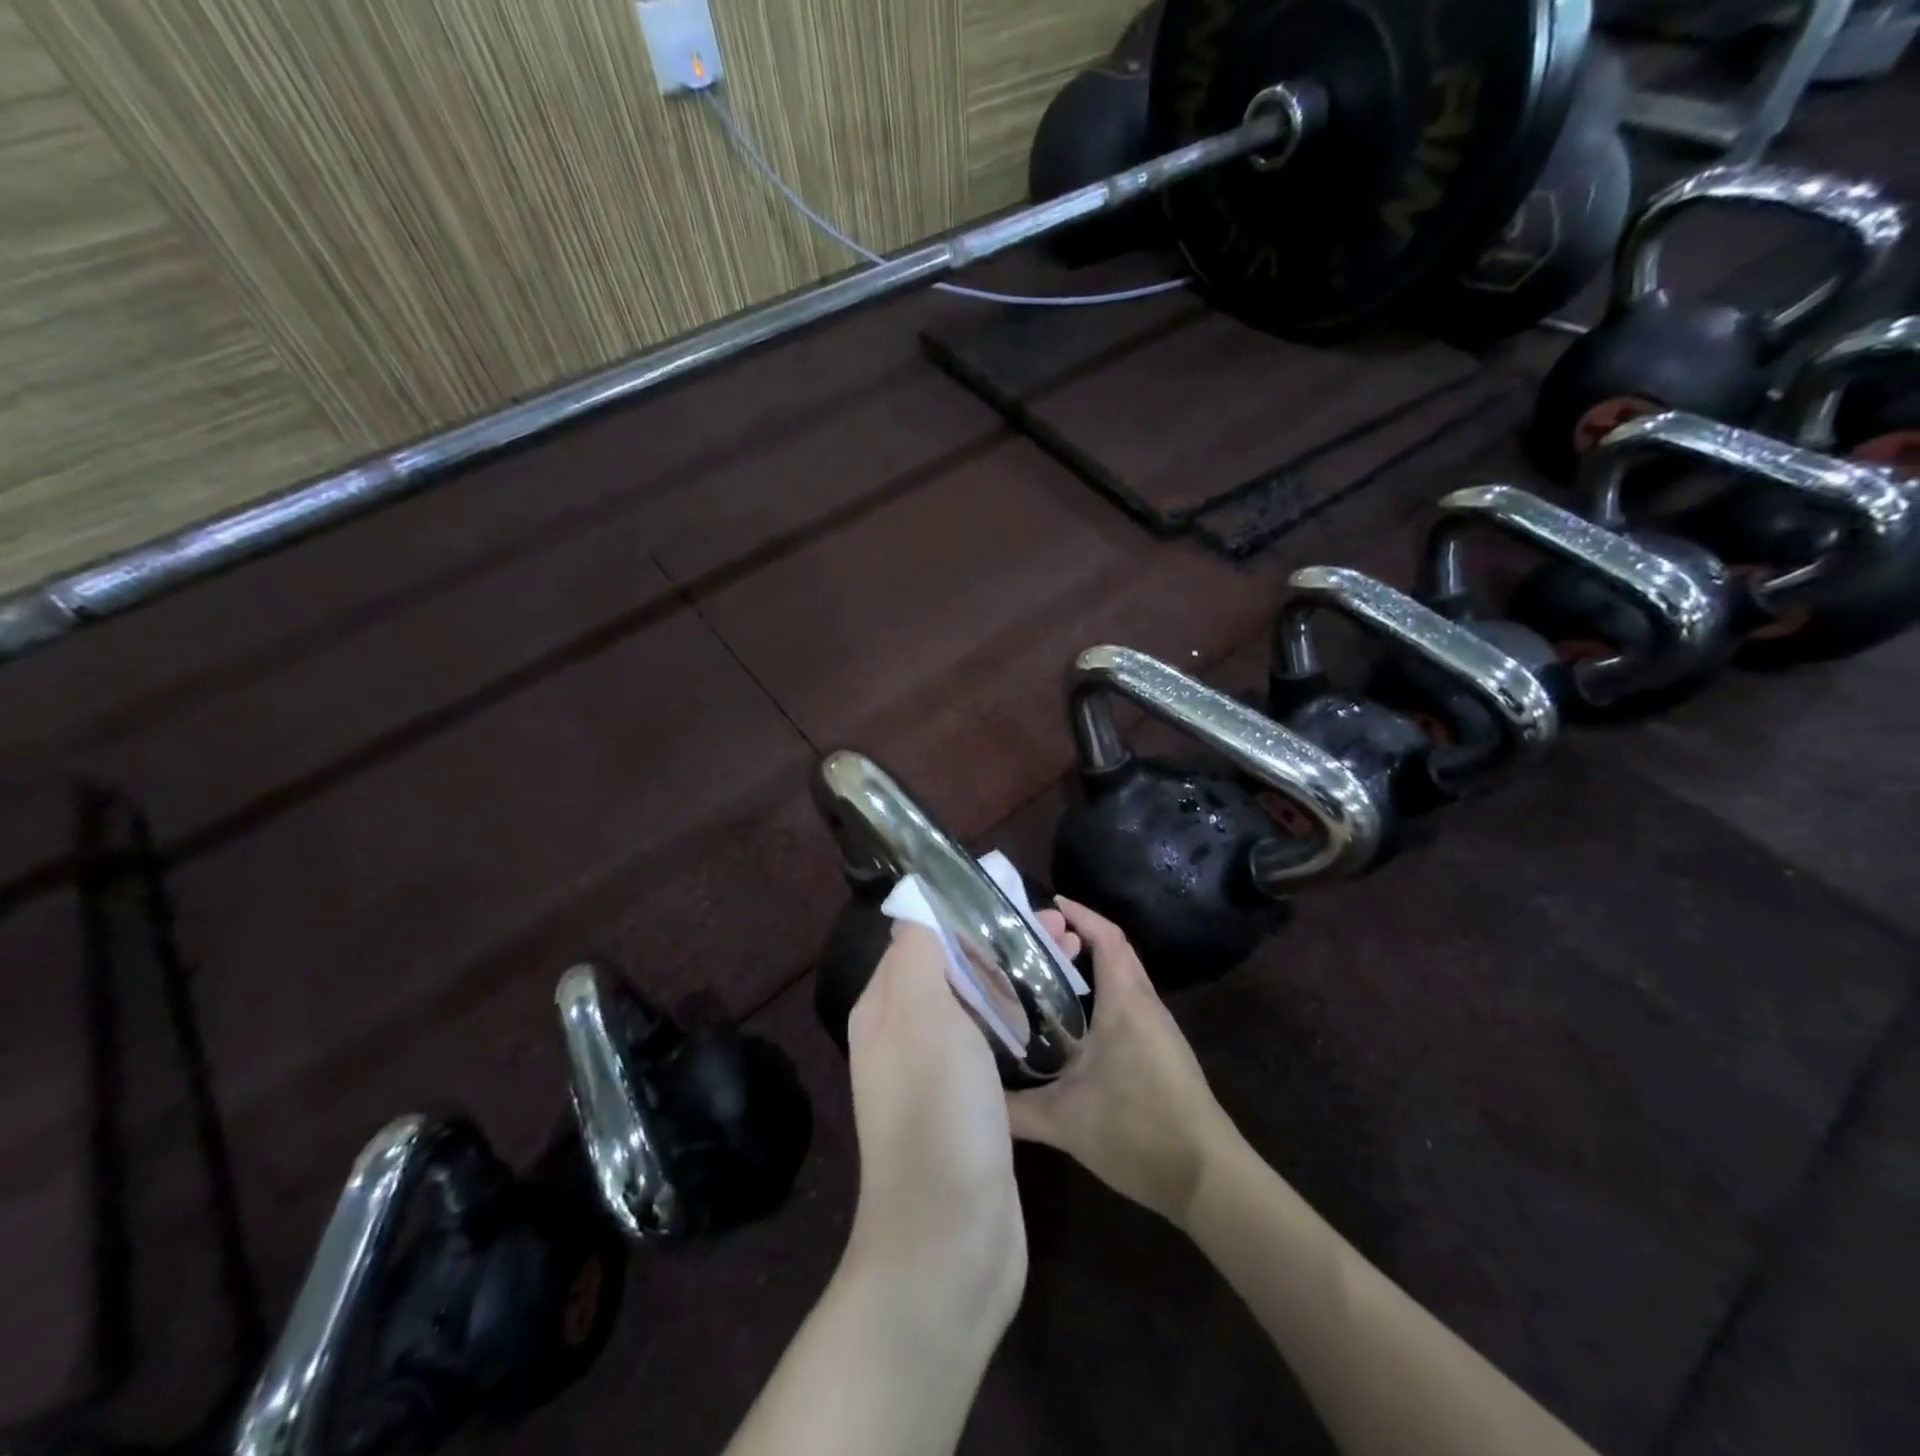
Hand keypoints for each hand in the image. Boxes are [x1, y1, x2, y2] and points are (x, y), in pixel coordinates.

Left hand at [844, 915, 1068, 1334]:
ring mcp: (938, 1075)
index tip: (1014, 899)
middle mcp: (905, 1036)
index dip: (964, 914)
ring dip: (1016, 979)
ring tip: (1069, 959)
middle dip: (999, 944)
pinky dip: (1020, 1022)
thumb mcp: (921, 1016)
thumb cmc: (936, 1111)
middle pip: (953, 970)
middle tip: (1059, 929)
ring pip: (977, 1006)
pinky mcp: (970, 1106)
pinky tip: (1055, 1017)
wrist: (950, 1239)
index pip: (921, 938)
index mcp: (885, 1009)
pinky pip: (993, 1045)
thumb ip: (918, 955)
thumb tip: (915, 911)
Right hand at [1007, 898, 1240, 1228]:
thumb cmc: (1138, 1133)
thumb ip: (1014, 1108)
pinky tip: (1077, 1020)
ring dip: (1093, 964)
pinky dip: (1104, 992)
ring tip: (1049, 971)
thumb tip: (972, 1093)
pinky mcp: (1164, 1050)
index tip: (1050, 903)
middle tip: (1038, 938)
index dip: (1081, 915)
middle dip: (1080, 936)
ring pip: (1125, 977)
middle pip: (1116, 951)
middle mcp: (1145, 1006)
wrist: (1209, 1179)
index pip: (1107, 939)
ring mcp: (1159, 1028)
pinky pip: (1131, 1002)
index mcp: (1125, 1005)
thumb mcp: (1066, 1123)